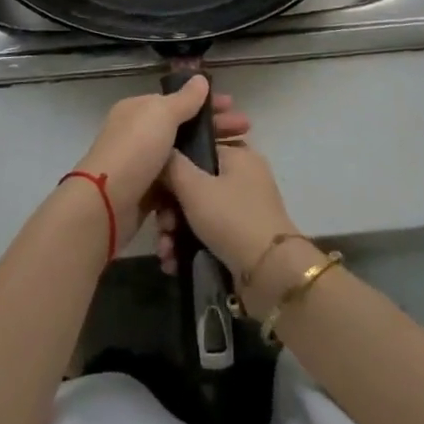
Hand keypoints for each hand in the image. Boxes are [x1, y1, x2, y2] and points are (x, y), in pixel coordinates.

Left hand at [76, 76, 248, 242]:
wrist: (105, 204)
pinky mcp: (145, 194)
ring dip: (207, 158)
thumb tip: (200, 78)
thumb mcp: (162, 115)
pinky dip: (192, 184)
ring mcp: (142, 165)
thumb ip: (184, 99)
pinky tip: (214, 187)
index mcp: (139, 110)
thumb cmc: (136, 150)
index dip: (207, 103)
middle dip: (214, 130)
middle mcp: (138, 134)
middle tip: (246, 134)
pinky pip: (175, 185)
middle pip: (183, 129)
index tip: (234, 108)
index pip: (178, 101)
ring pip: (182, 158)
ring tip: (235, 162)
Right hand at [156, 136, 301, 303]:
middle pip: (194, 185)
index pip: (196, 150)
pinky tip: (173, 262)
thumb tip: (161, 152)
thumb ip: (172, 165)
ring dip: (175, 232)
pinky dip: (189, 245)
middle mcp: (243, 177)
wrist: (270, 273)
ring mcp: (244, 207)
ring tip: (165, 253)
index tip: (153, 190)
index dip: (170, 169)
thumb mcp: (194, 187)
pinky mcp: (242, 236)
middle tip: (161, 228)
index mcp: (238, 155)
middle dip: (170, 210)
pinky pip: (208, 232)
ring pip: (198, 212)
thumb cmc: (231, 218)